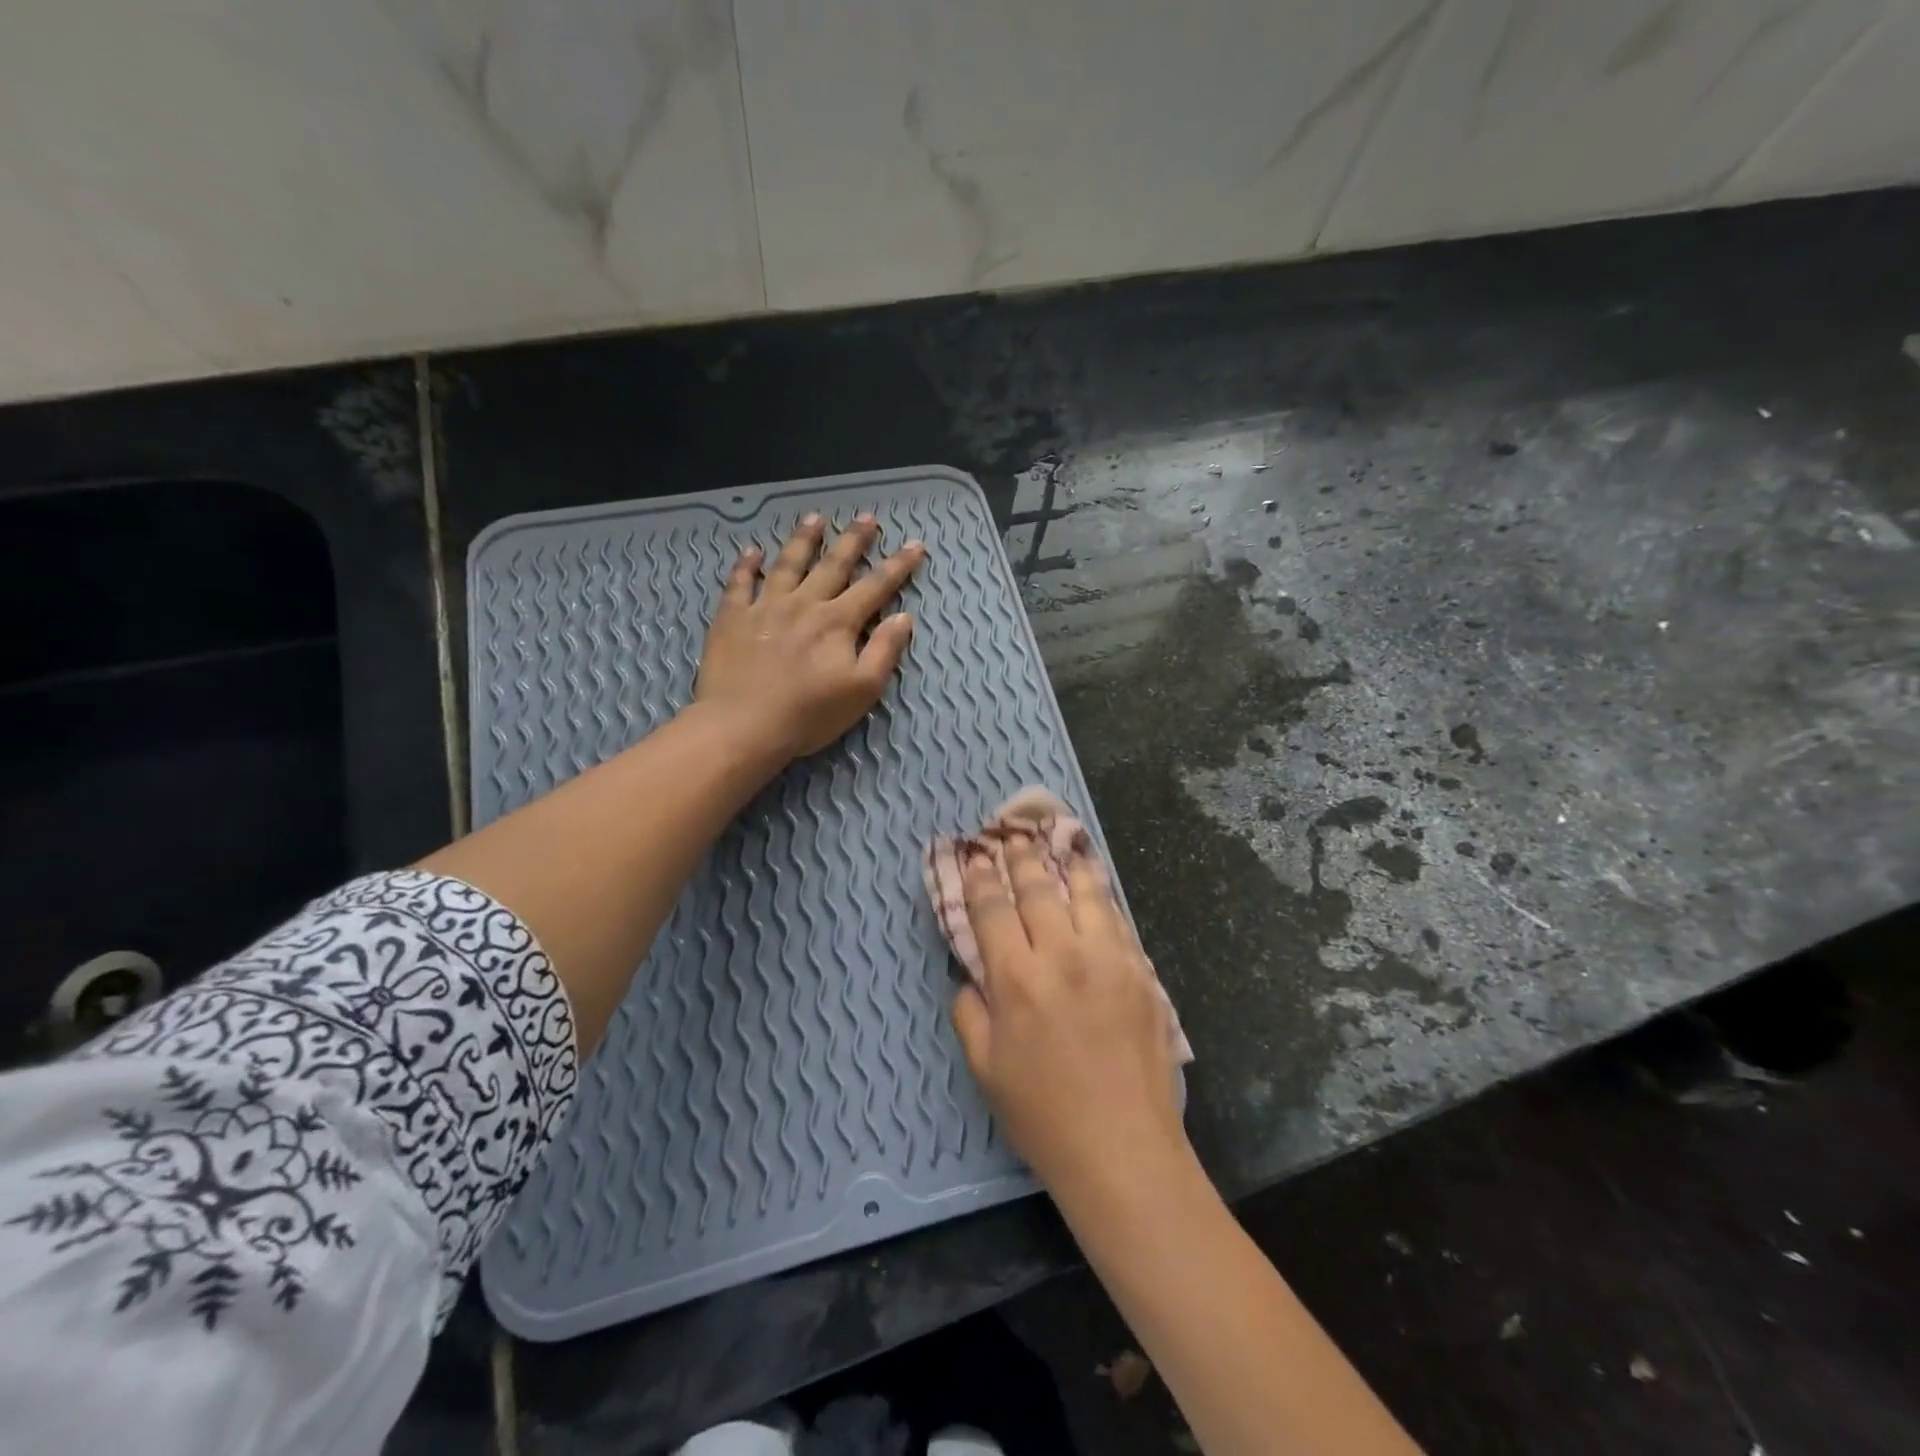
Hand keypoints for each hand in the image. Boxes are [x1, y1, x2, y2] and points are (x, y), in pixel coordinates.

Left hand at [696, 513, 924, 760]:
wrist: (743, 725)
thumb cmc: (809, 714)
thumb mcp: (862, 690)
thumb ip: (884, 651)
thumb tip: (903, 617)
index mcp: (838, 622)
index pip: (875, 587)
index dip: (898, 566)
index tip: (915, 545)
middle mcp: (804, 604)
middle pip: (833, 565)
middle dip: (853, 541)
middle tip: (866, 517)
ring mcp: (765, 607)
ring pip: (788, 564)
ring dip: (804, 540)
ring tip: (815, 519)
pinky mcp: (732, 618)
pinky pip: (740, 583)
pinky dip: (746, 566)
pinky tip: (751, 551)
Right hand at [950, 837, 1187, 1201]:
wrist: (1123, 1150)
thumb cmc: (1043, 1115)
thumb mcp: (985, 1068)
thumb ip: (969, 1011)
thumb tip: (969, 973)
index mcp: (1017, 980)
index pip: (993, 910)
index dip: (981, 879)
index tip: (975, 856)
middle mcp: (1063, 956)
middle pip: (1038, 889)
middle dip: (1020, 857)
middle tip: (1012, 834)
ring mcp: (1109, 960)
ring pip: (1086, 893)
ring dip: (1068, 863)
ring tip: (1060, 840)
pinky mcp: (1142, 973)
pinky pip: (1118, 921)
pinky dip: (1102, 896)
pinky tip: (1095, 886)